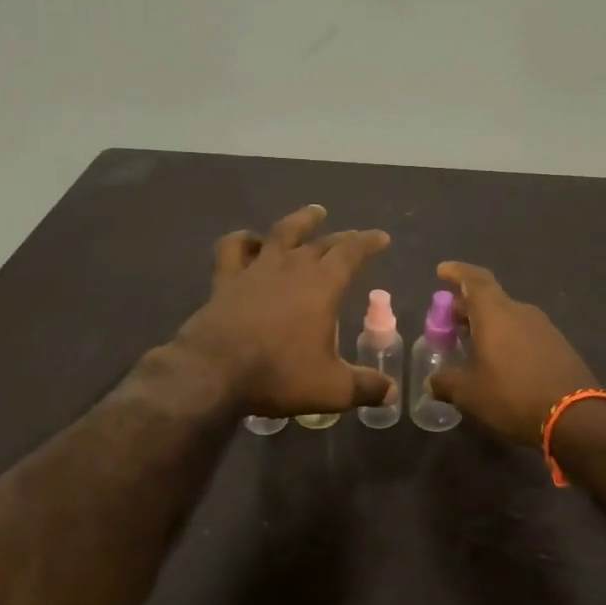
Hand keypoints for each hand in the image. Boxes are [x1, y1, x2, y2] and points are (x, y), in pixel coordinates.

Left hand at [174, 204, 392, 417]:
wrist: (214, 372)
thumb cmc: (279, 374)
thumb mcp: (331, 389)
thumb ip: (365, 387)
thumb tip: (391, 392)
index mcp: (323, 285)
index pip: (352, 252)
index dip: (368, 242)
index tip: (380, 237)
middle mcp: (292, 267)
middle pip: (321, 242)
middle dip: (341, 237)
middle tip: (352, 236)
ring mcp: (256, 269)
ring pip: (281, 233)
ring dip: (300, 221)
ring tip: (313, 212)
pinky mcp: (226, 279)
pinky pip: (234, 248)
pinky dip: (244, 240)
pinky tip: (251, 241)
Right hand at [426, 261, 599, 445]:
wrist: (577, 417)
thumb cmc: (513, 395)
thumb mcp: (470, 393)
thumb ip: (446, 382)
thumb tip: (431, 382)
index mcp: (496, 313)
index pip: (474, 280)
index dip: (457, 272)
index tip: (442, 271)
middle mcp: (521, 312)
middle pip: (490, 300)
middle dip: (468, 307)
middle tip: (450, 321)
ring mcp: (544, 328)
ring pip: (508, 317)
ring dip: (488, 325)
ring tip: (473, 344)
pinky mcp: (559, 347)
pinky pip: (525, 334)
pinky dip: (507, 339)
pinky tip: (501, 362)